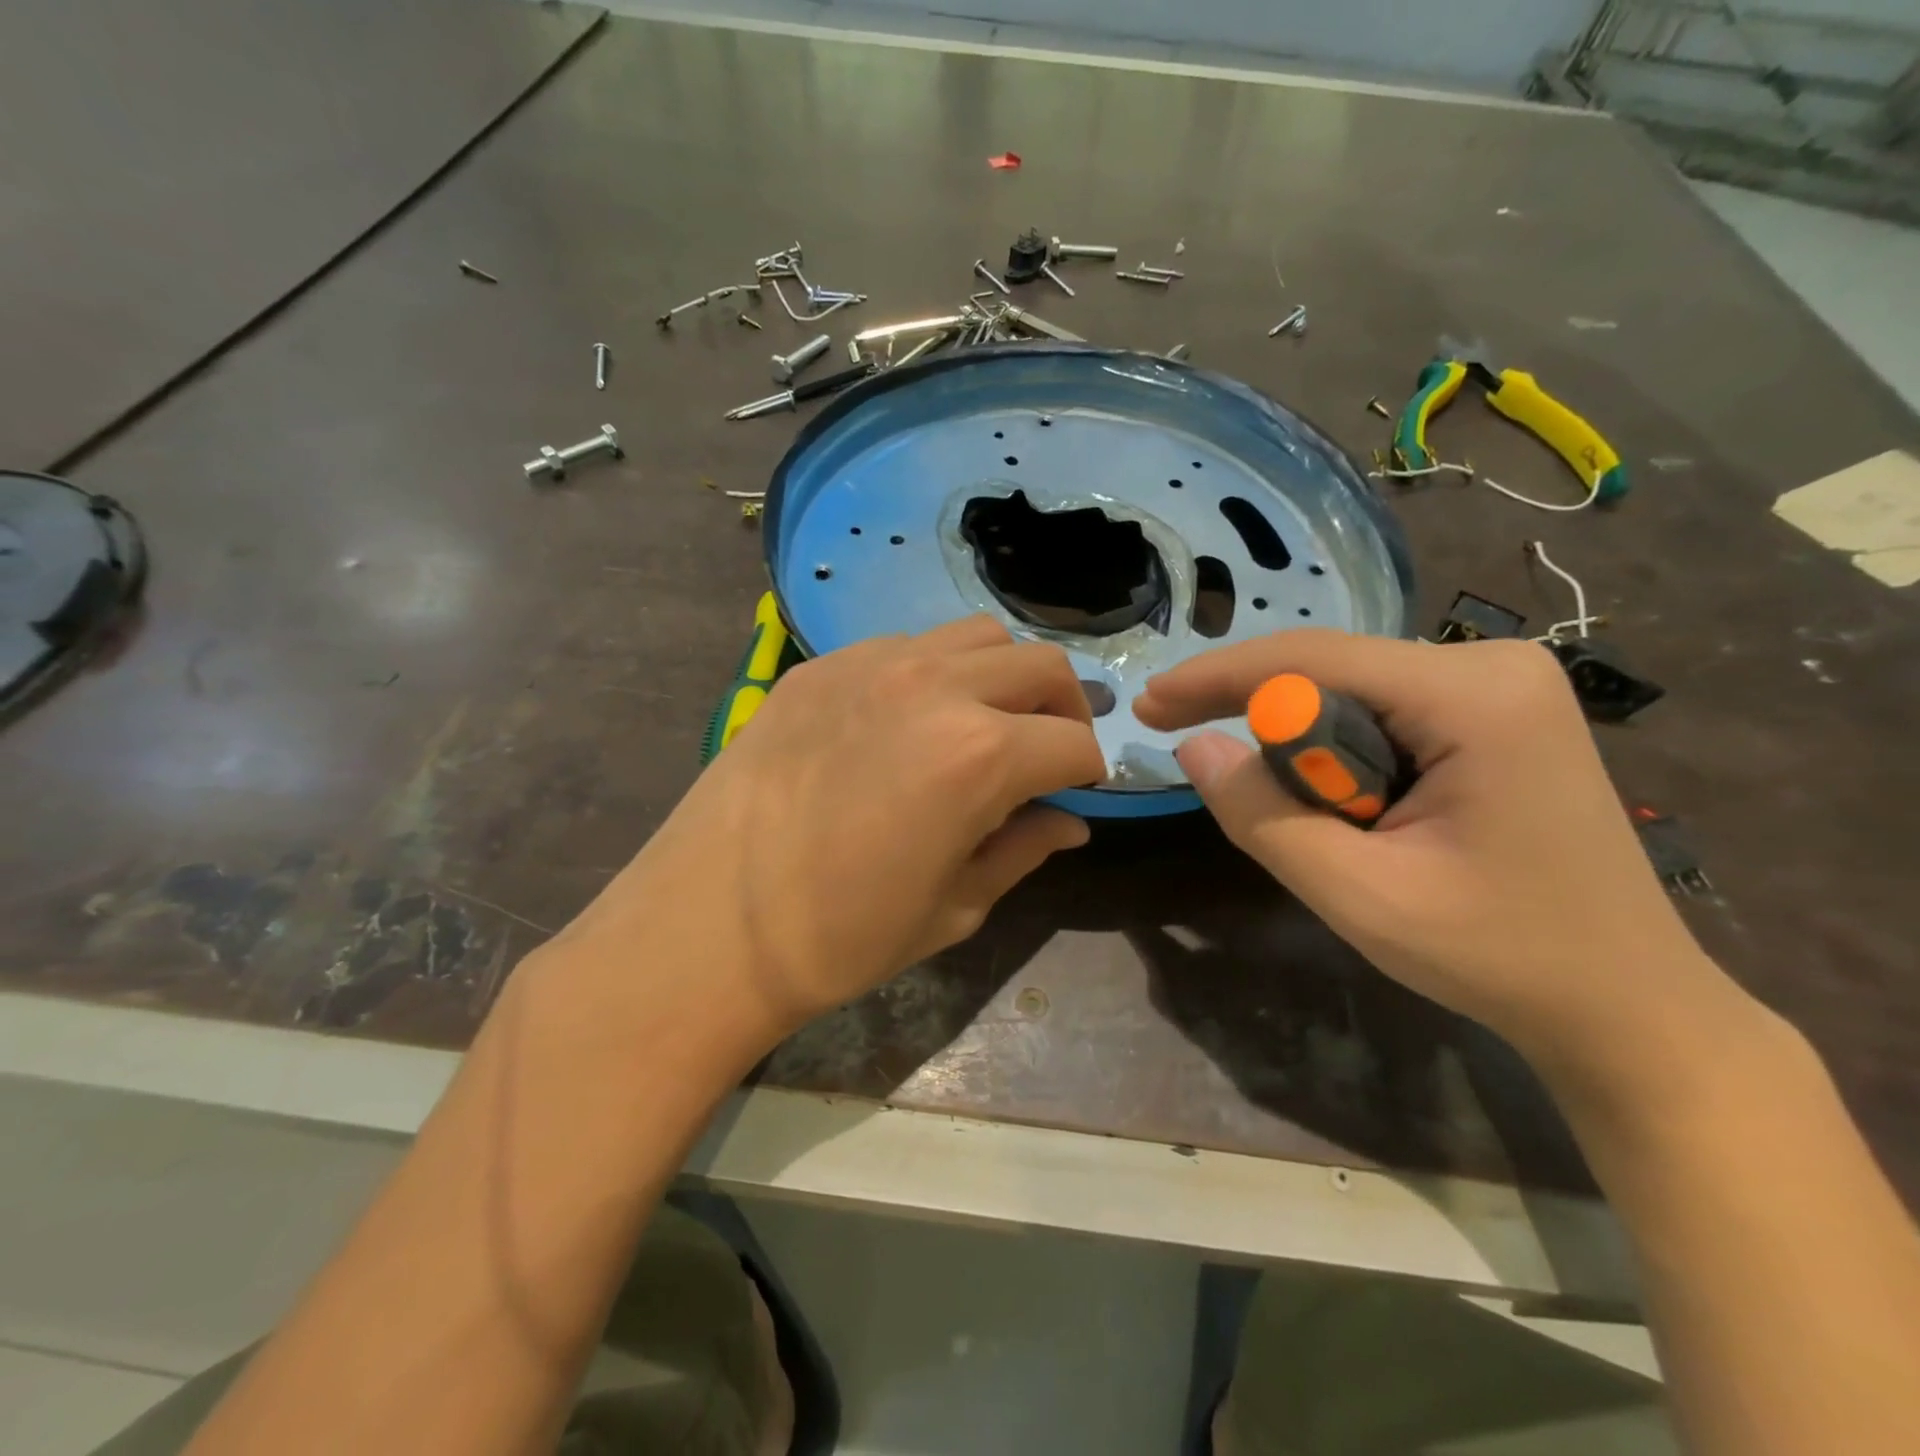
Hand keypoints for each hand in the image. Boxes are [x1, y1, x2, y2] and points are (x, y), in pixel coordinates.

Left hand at [553, 616, 1104, 1039]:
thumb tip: (1070, 822)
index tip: (1076, 791)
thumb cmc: (841, 936)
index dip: (1087, 771)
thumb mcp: (954, 906)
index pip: (1073, 742)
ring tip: (982, 722)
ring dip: (1001, 676)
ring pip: (975, 636)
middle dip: (1062, 707)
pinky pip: (904, 646)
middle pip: (1040, 665)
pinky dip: (934, 672)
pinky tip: (906, 720)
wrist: (710, 925)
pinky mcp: (821, 665)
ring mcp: (872, 664)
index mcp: (980, 754)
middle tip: (1045, 750)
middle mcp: (936, 687)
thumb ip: (1023, 849)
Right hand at [1134, 630, 1732, 1073]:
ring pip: (1349, 693)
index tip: (1149, 704)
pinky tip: (1342, 803)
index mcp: (1472, 695)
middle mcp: (1490, 666)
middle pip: (1329, 669)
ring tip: (1305, 818)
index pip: (1311, 658)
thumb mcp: (1358, 894)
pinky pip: (1380, 712)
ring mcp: (1499, 688)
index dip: (1216, 677)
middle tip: (1179, 740)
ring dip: (1301, 747)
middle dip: (1257, 716)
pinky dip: (1336, 753)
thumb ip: (1262, 815)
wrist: (1625, 1004)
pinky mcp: (1495, 715)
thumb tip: (1192, 746)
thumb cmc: (1498, 955)